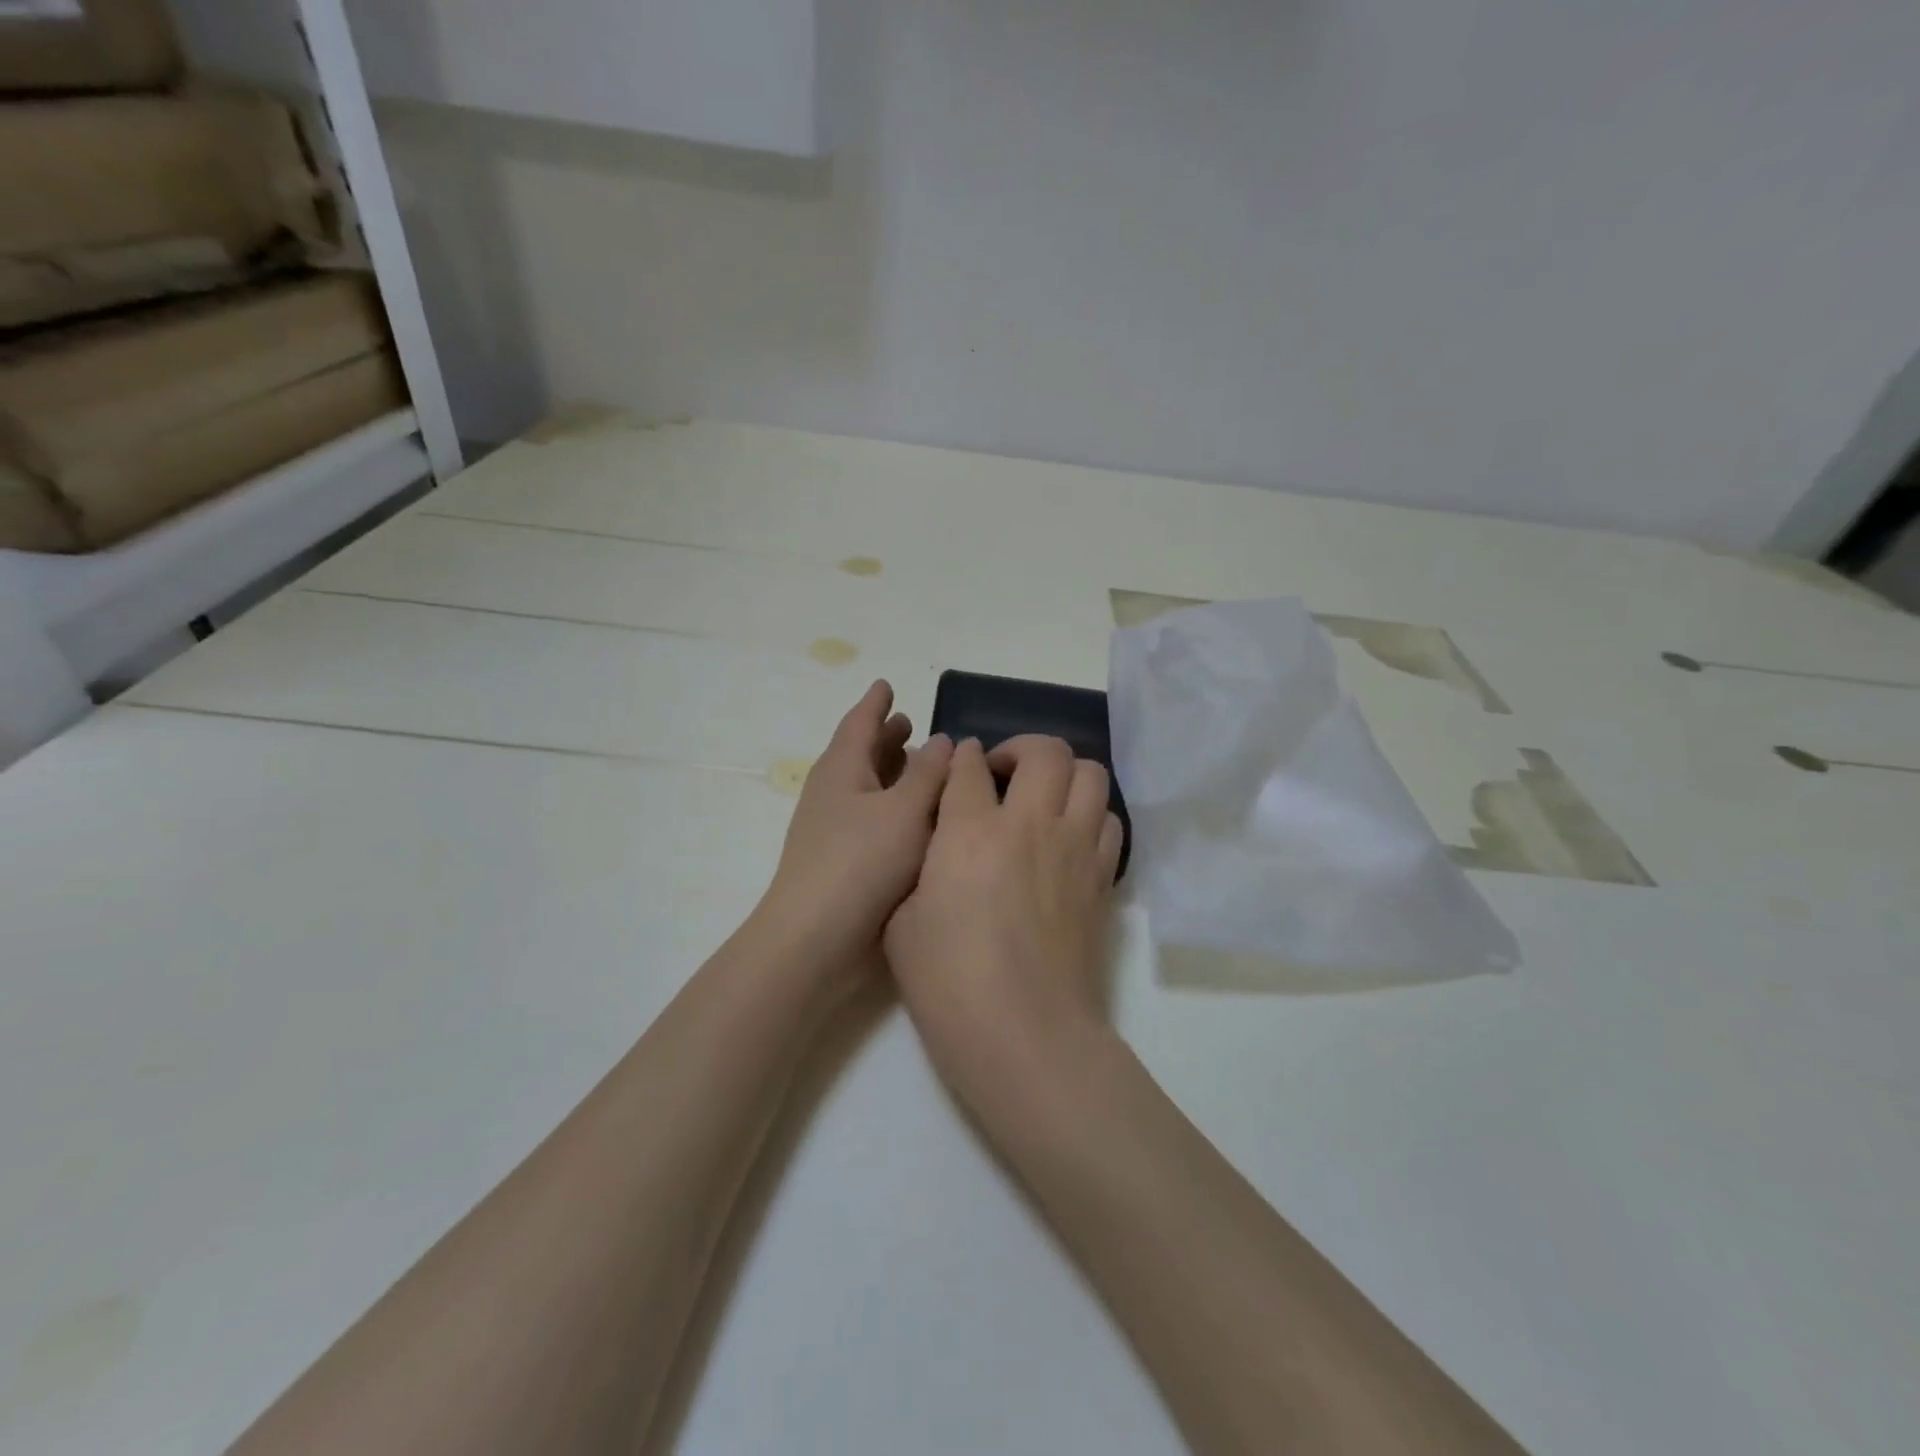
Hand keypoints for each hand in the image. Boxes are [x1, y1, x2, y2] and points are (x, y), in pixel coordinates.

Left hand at [757, 681, 953, 984]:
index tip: (887, 684)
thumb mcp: (905, 811)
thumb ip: (928, 774)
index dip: (876, 703)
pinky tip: (918, 820)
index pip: (860, 723)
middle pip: (861, 753)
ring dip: (891, 772)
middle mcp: (834, 793)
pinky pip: (873, 818)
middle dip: (885, 737)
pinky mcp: (844, 863)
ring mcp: (834, 830)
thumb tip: (942, 740)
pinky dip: (895, 808)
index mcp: (842, 769)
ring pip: (868, 787)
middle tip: (908, 722)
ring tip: (918, 763)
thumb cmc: (861, 863)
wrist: (815, 941)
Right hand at [884, 735, 1124, 1096]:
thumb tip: (937, 841)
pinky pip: (1110, 821)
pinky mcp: (1103, 878)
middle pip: (1044, 751)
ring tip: (1042, 799)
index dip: (961, 759)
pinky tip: (1068, 840)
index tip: (958, 768)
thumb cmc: (949, 983)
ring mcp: (1076, 848)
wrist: (1026, 1035)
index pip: (970, 765)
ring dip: (1064, 775)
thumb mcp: (902, 922)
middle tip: (1002, 775)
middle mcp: (1031, 824)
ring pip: (1090, 774)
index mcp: (971, 830)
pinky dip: (1090, 815)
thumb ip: (918, 867)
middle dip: (1020, 749)